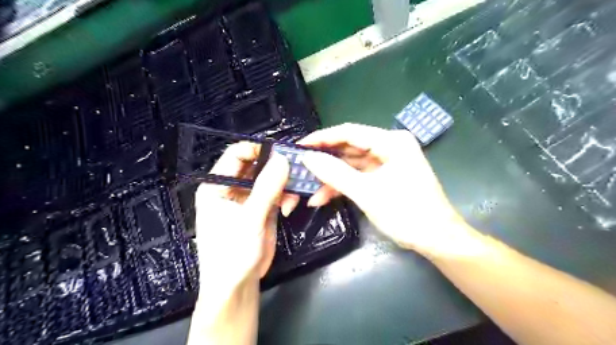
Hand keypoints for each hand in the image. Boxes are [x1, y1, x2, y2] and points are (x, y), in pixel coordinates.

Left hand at [197, 141, 290, 292]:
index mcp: (217, 186)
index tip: (282, 152)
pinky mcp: (262, 208)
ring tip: (293, 196)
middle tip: (296, 170)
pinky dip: (286, 196)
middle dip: (277, 168)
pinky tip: (289, 207)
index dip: (258, 149)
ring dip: (284, 184)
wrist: (237, 285)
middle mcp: (232, 188)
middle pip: (257, 165)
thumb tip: (282, 159)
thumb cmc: (233, 253)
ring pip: (270, 178)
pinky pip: (277, 193)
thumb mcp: (249, 219)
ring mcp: (249, 198)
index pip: (236, 155)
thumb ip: (266, 188)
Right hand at [296, 122, 470, 255]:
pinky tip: (324, 197)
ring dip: (332, 178)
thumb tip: (307, 158)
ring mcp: (388, 162)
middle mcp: (390, 146)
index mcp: (391, 142)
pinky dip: (343, 185)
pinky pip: (359, 176)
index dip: (322, 138)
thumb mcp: (366, 193)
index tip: (299, 146)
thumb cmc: (406, 213)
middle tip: (301, 167)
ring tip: (308, 189)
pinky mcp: (385, 176)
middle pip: (349, 148)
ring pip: (351, 165)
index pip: (350, 132)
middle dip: (325, 161)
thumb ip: (335, 173)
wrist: (437, 239)